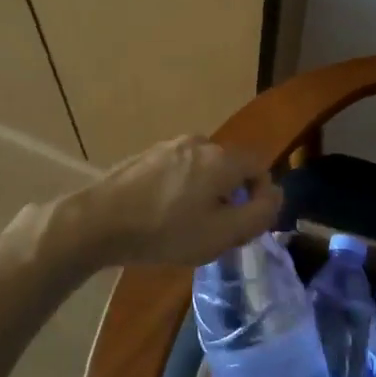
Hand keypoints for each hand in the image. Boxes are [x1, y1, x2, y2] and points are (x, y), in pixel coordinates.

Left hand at [15, 135, 280, 275]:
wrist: (99, 221)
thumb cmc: (166, 231)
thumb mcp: (222, 234)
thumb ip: (259, 214)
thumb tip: (276, 195)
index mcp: (221, 157)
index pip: (259, 165)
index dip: (262, 196)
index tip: (246, 226)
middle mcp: (198, 142)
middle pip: (230, 167)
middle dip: (232, 198)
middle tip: (218, 232)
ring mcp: (169, 146)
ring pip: (203, 170)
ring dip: (206, 194)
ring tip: (187, 227)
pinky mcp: (146, 157)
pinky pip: (179, 171)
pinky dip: (182, 191)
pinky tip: (163, 217)